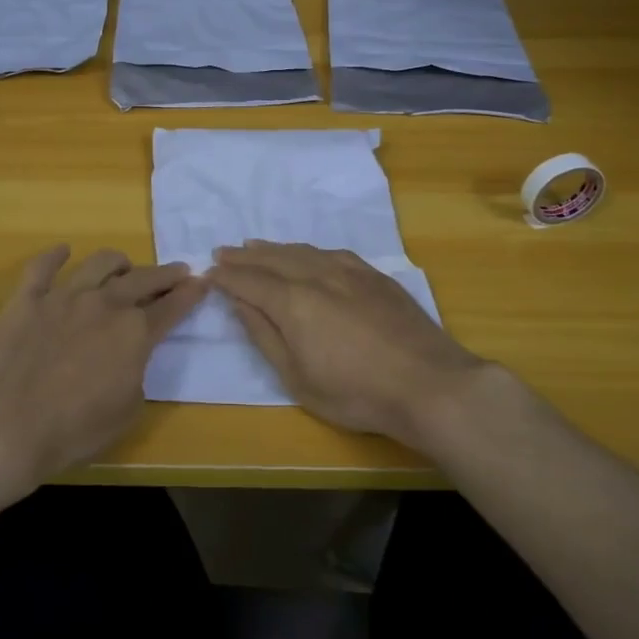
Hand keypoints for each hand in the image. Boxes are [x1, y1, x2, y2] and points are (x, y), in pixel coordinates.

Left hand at [0, 245, 205, 503]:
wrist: (8, 424)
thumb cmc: (75, 428)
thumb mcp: (128, 409)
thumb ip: (136, 371)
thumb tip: (130, 356)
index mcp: (134, 332)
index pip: (172, 306)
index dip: (190, 294)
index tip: (202, 282)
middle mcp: (105, 304)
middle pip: (143, 279)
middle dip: (165, 274)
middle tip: (177, 271)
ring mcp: (64, 296)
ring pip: (99, 263)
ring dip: (118, 262)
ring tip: (123, 266)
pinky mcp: (28, 299)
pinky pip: (42, 268)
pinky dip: (54, 257)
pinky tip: (62, 251)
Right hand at [209, 242, 487, 443]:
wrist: (428, 384)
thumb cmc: (356, 392)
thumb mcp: (297, 378)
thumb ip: (265, 336)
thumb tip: (240, 303)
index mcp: (293, 301)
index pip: (250, 281)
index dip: (228, 276)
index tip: (209, 271)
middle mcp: (317, 275)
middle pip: (273, 258)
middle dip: (245, 255)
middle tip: (224, 251)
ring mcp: (349, 271)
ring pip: (302, 251)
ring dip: (274, 248)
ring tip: (256, 245)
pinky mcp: (374, 275)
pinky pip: (330, 252)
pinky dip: (308, 250)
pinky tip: (306, 253)